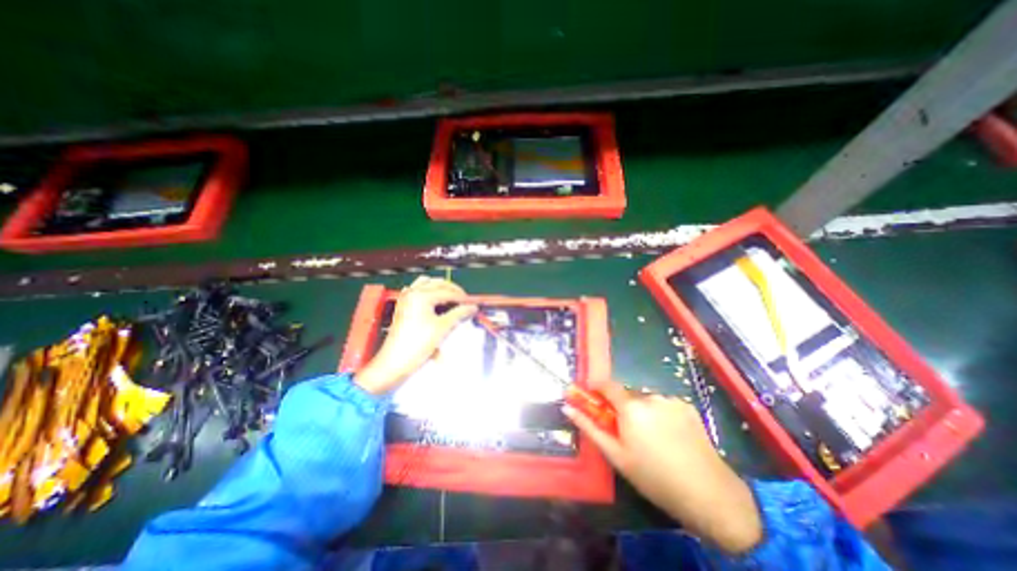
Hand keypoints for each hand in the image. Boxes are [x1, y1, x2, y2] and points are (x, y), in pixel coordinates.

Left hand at [354, 276, 477, 393]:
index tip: (473, 303)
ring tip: (452, 299)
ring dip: (441, 288)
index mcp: (421, 295)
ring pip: (427, 284)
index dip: (462, 297)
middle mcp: (413, 292)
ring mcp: (406, 298)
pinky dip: (429, 291)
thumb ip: (459, 314)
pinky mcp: (403, 305)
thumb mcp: (442, 328)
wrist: (394, 362)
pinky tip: (435, 300)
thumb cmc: (418, 344)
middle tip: (465, 301)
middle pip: (438, 284)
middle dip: (453, 290)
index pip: (448, 292)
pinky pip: (418, 290)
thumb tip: (472, 307)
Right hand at [564, 380, 761, 552]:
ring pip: (646, 400)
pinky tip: (670, 436)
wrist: (710, 494)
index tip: (595, 401)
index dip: (598, 389)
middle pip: (627, 394)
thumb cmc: (654, 477)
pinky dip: (660, 413)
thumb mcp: (616, 456)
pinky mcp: (687, 405)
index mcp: (631, 407)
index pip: (607, 384)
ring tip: (652, 438)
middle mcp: (650, 396)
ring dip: (642, 411)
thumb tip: (568, 407)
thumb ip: (590, 427)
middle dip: (622, 407)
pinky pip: (664, 404)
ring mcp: (671, 400)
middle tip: (627, 433)